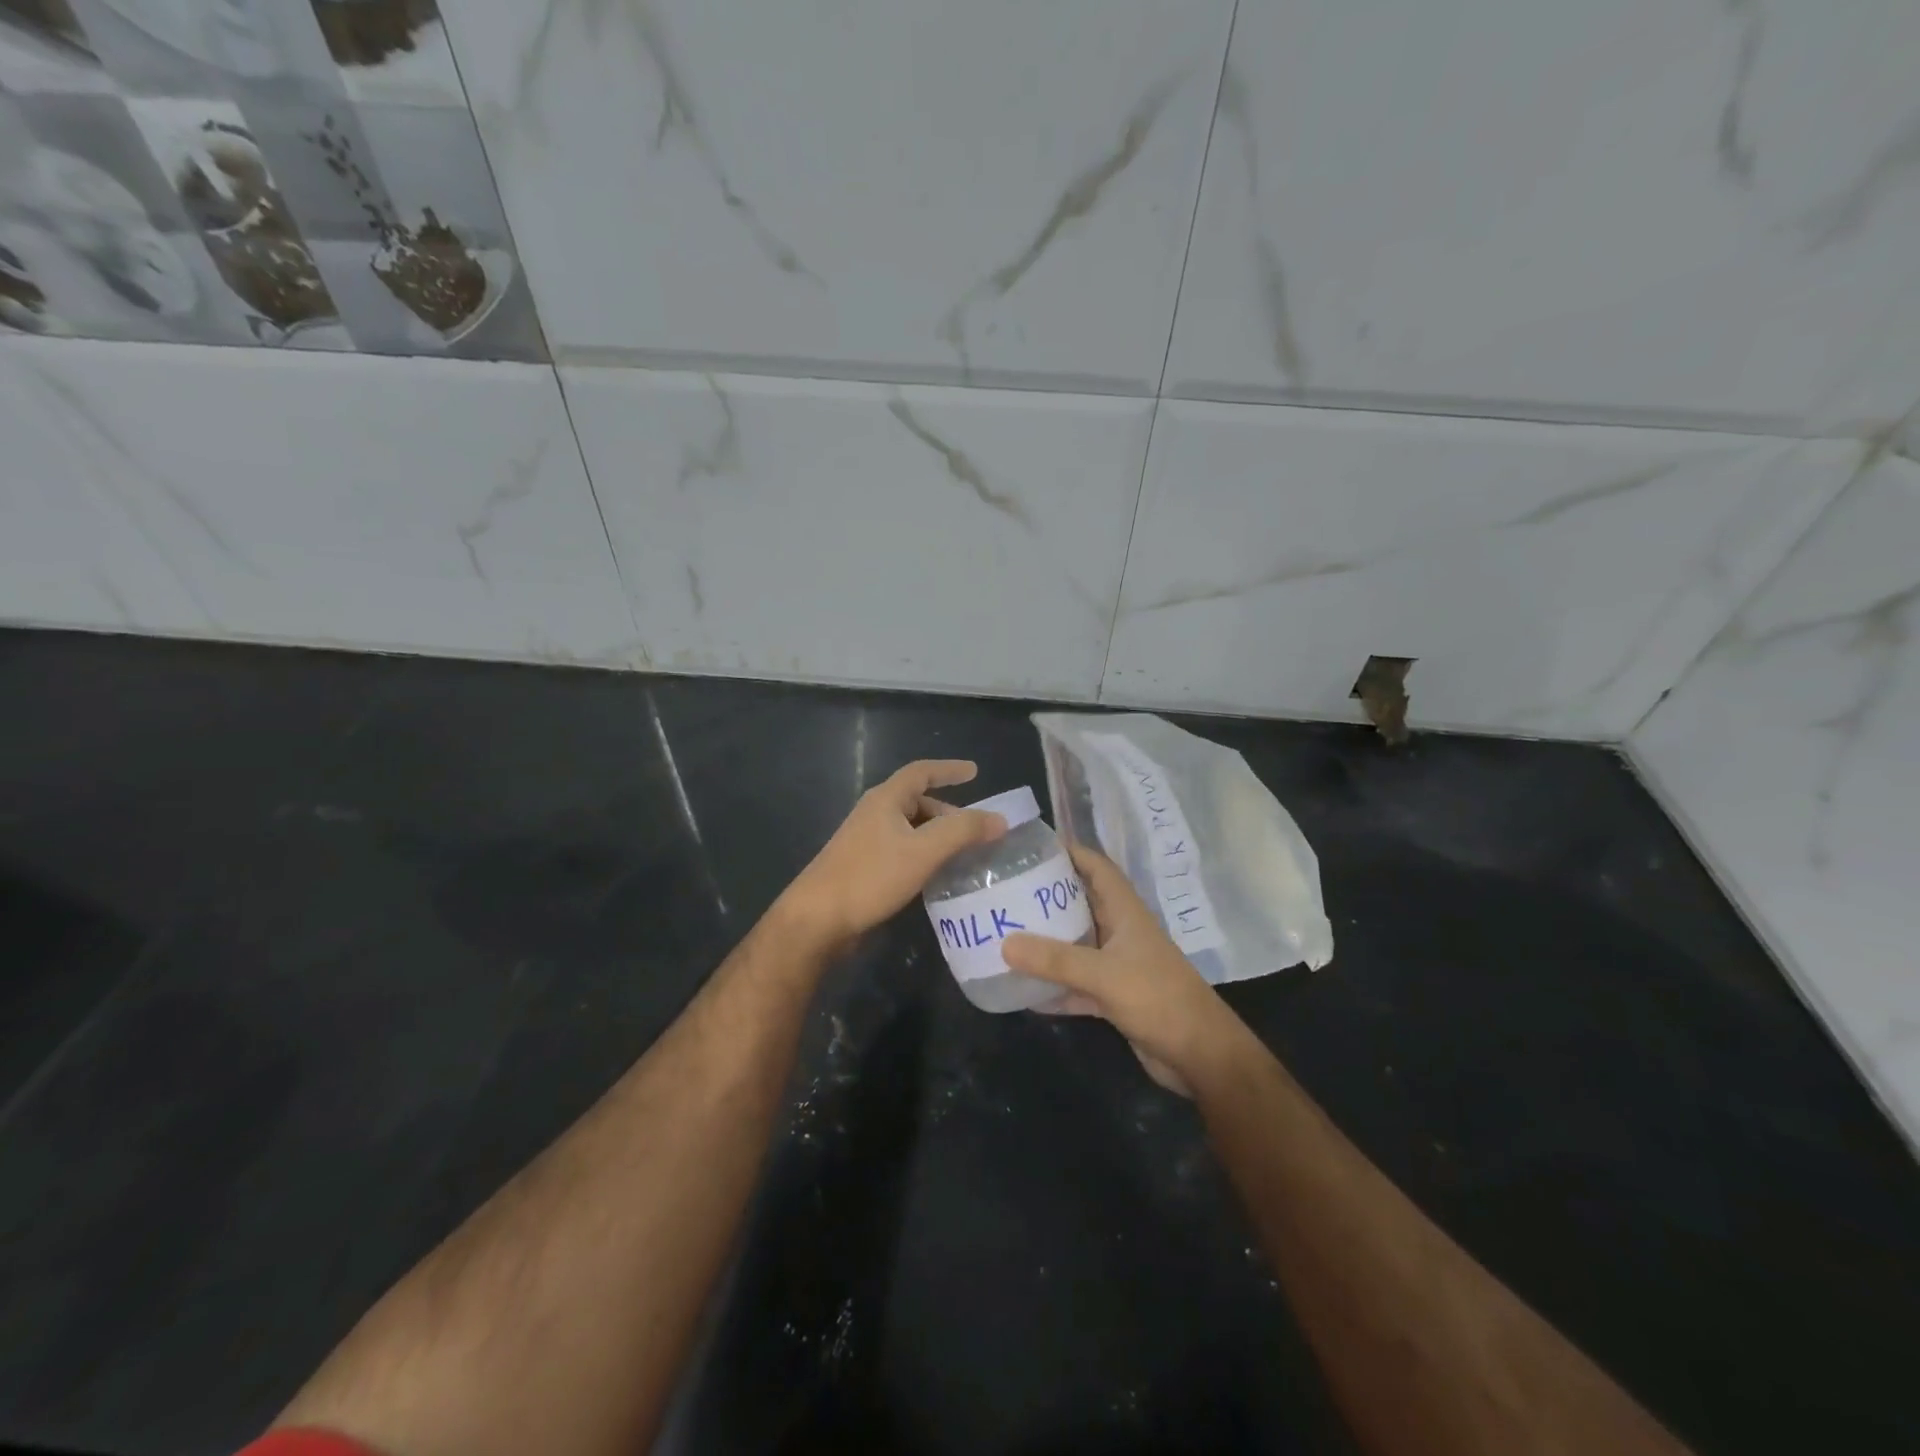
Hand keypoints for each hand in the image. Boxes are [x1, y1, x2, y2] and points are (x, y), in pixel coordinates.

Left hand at [780, 760, 1006, 947]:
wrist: (817, 919)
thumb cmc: (870, 877)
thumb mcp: (923, 851)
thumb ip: (963, 832)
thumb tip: (999, 819)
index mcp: (886, 799)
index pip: (922, 772)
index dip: (949, 769)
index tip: (975, 772)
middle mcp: (875, 814)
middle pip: (918, 802)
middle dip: (950, 812)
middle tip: (977, 830)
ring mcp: (867, 841)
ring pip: (911, 829)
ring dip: (938, 836)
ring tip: (965, 855)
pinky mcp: (864, 867)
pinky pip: (903, 850)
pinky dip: (925, 855)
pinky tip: (937, 876)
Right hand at [1003, 844, 1240, 1094]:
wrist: (1201, 1056)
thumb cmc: (1159, 999)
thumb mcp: (1104, 975)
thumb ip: (1055, 960)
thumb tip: (1004, 943)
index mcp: (1125, 911)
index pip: (1097, 867)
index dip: (1069, 852)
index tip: (1031, 848)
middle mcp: (1120, 931)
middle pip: (1080, 902)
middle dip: (1046, 895)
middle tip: (1005, 890)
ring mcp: (1118, 965)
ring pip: (1076, 943)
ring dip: (1047, 940)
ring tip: (1006, 931)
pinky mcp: (1114, 996)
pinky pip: (1076, 982)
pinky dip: (1054, 984)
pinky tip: (1022, 989)